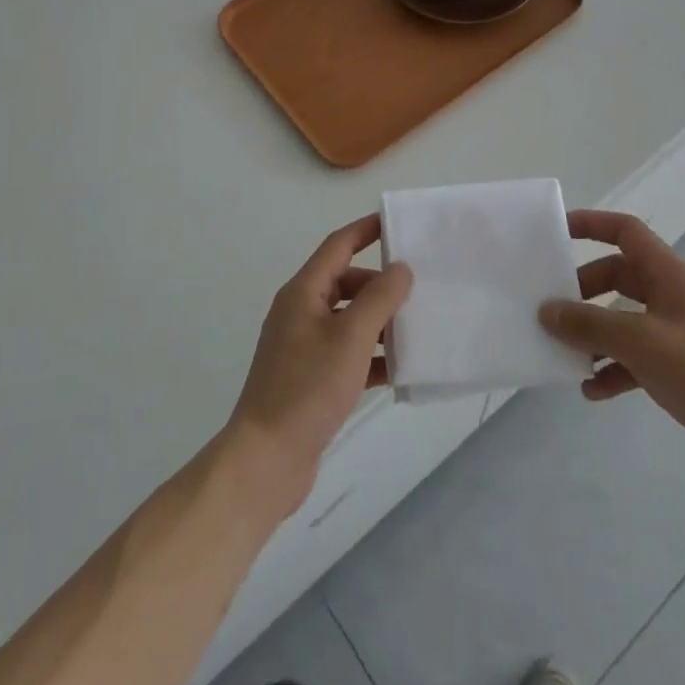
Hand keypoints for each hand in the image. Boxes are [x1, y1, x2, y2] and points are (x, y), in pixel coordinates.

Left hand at [222, 215, 412, 518]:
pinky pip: (347, 354)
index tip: (398, 224)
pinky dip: (371, 357)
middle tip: (417, 292)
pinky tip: (400, 371)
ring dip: (380, 323)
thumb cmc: (308, 388)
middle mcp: (300, 313)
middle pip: (346, 283)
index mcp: (303, 293)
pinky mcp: (309, 379)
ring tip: (416, 331)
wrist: (266, 460)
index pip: (338, 246)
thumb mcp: (351, 338)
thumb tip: (401, 268)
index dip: (366, 230)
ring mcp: (303, 347)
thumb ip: (380, 298)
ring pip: (348, 321)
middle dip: (380, 285)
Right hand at [538, 210, 684, 497]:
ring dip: (596, 334)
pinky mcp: (681, 370)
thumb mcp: (638, 341)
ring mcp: (679, 334)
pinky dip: (613, 369)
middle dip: (585, 291)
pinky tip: (592, 391)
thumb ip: (588, 324)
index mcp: (671, 276)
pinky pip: (636, 358)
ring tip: (567, 352)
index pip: (627, 231)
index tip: (557, 231)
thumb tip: (546, 311)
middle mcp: (675, 297)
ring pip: (625, 319)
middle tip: (555, 308)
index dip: (592, 224)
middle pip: (620, 277)